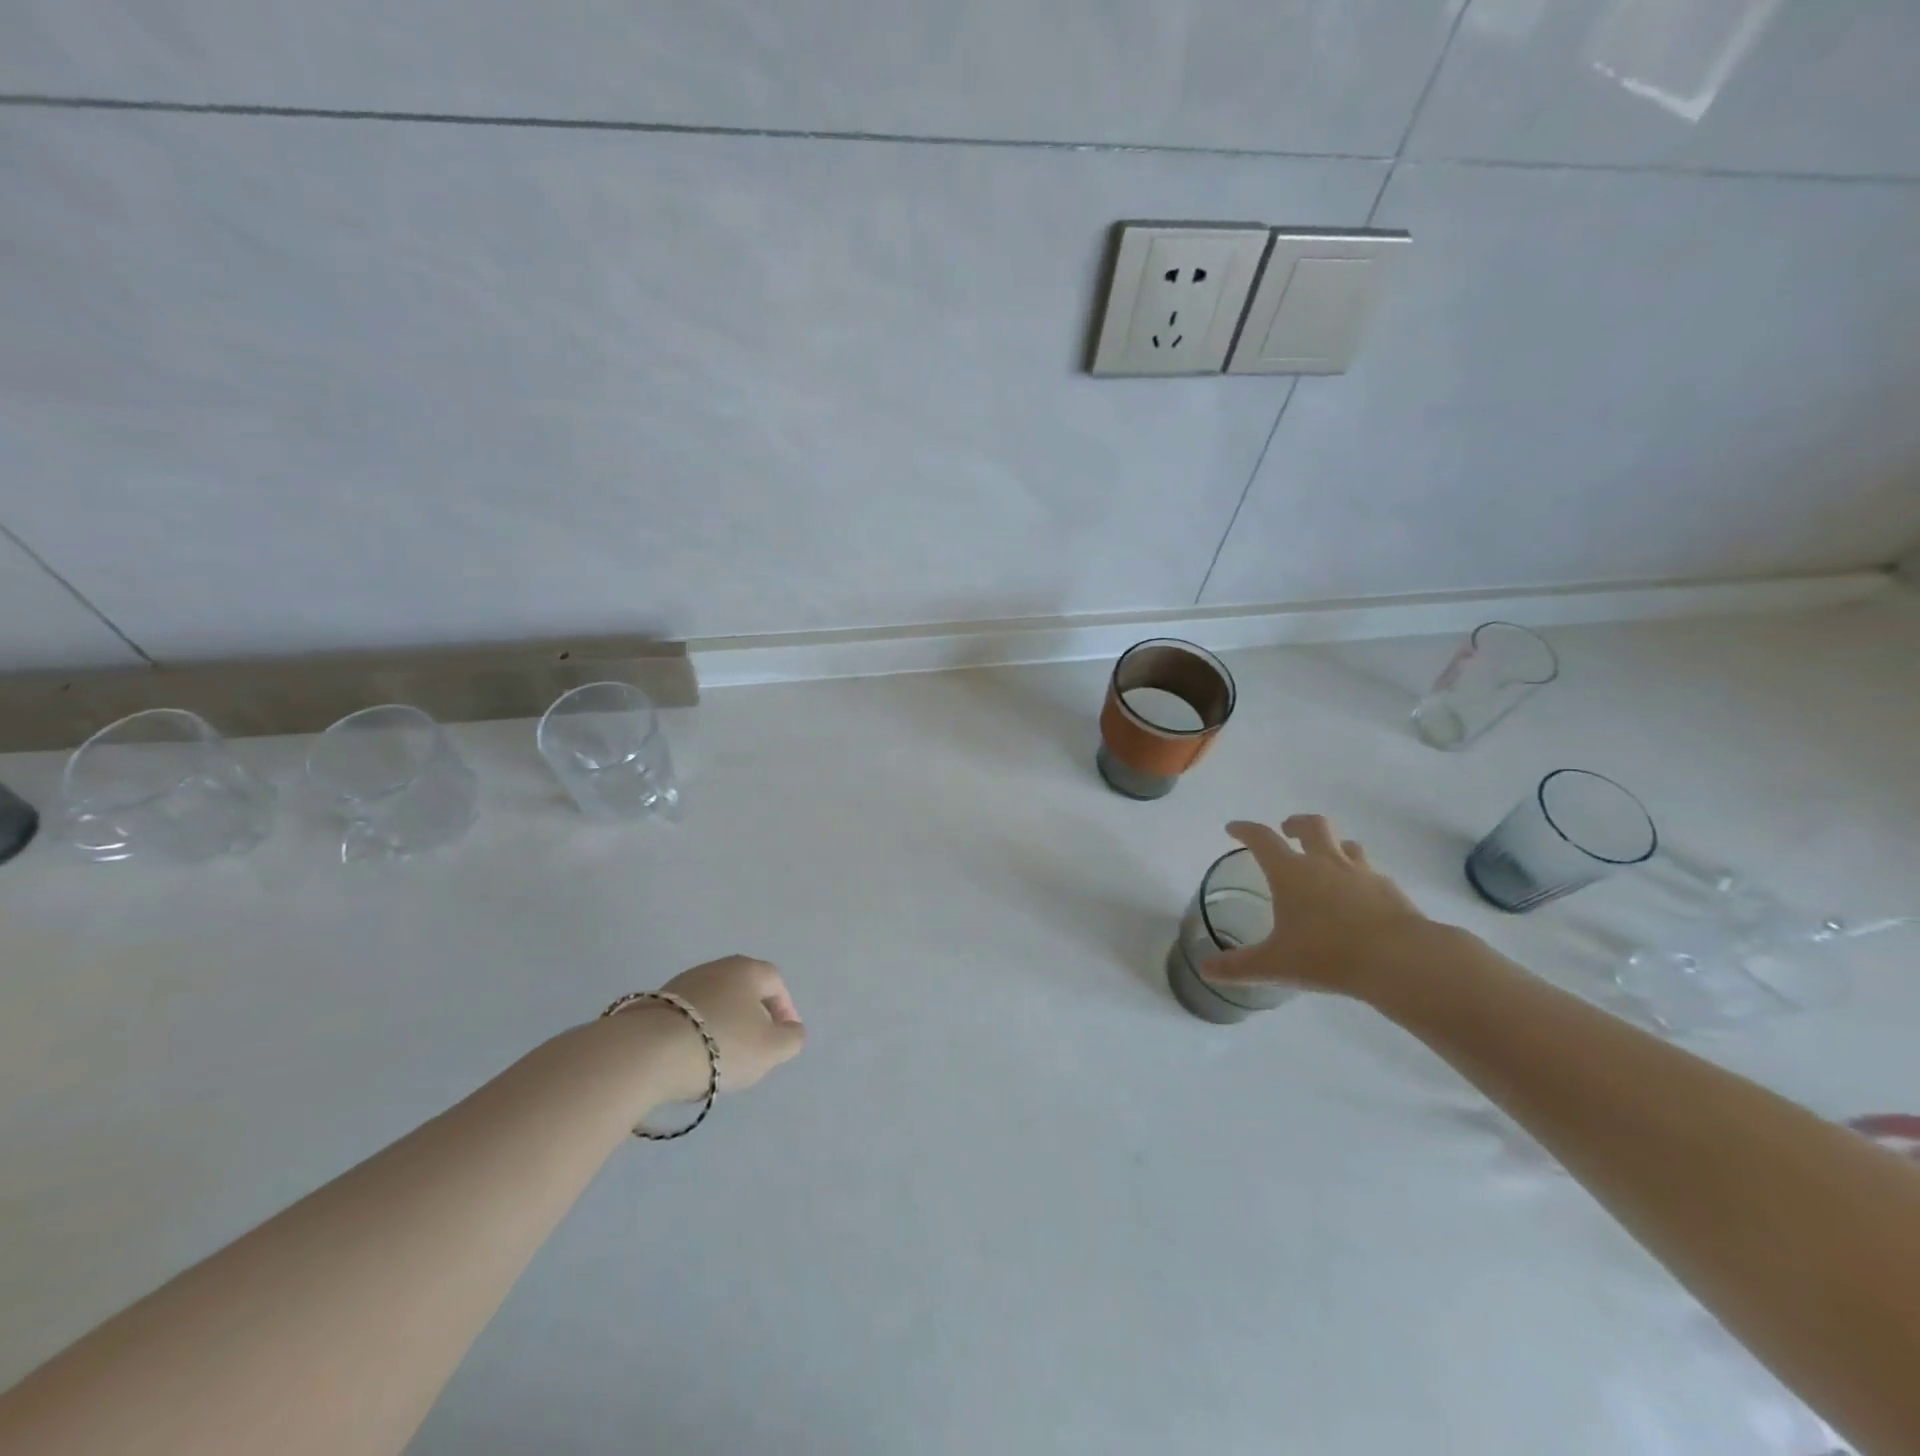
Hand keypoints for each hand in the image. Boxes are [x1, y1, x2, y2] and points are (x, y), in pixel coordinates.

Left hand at [653, 955, 805, 1096]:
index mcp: (747, 970)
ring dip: (723, 1025)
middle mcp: (715, 967)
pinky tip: (691, 1057)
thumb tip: (791, 1030)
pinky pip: (687, 1017)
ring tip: (721, 1058)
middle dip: (753, 1017)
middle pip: (743, 990)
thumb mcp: (772, 1049)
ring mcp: (681, 983)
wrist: (648, 1053)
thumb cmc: (722, 1044)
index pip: (775, 982)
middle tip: (754, 1048)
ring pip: (714, 1003)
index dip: (785, 1009)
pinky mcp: (654, 1004)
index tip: (783, 1036)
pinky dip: (696, 1033)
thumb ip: (792, 1038)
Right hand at [1203, 816, 1437, 998]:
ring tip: (1327, 861)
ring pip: (1346, 844)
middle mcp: (1325, 863)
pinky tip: (1359, 897)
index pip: (1262, 839)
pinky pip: (1371, 872)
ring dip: (1333, 846)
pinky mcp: (1390, 890)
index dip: (1245, 830)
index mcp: (1291, 872)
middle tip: (1288, 831)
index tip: (1233, 829)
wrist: (1399, 960)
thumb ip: (1237, 967)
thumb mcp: (1274, 964)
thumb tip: (1205, 970)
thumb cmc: (1327, 955)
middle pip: (1311, 825)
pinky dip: (1360, 876)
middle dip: (1296, 824)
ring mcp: (1361, 873)